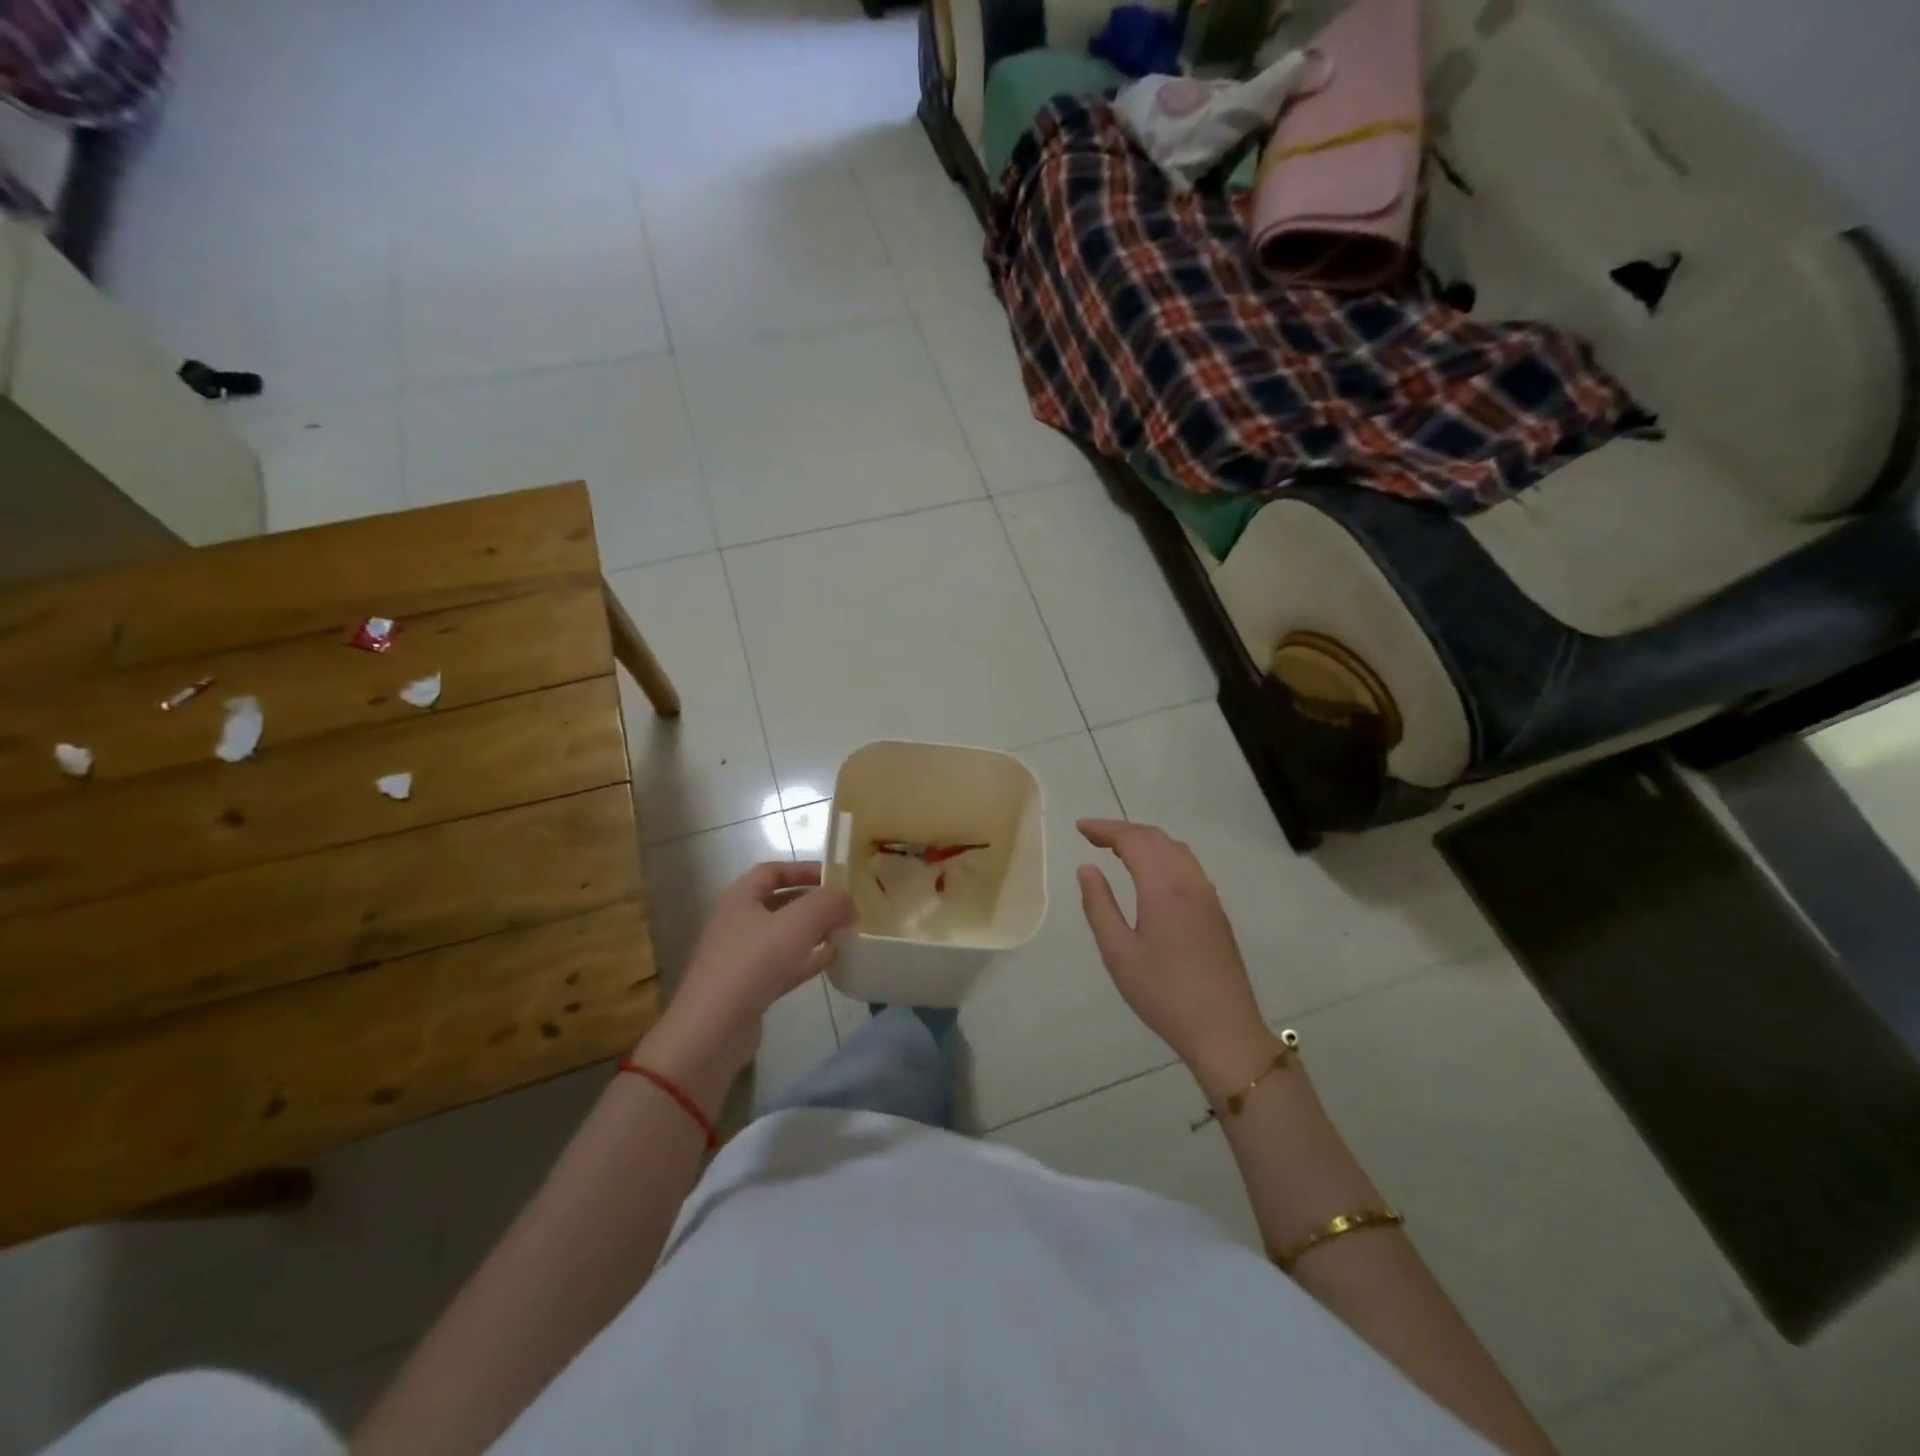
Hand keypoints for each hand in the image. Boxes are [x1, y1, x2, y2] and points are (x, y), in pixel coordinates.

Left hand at [636, 863, 854, 1106]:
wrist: (713, 1030)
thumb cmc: (753, 963)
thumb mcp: (799, 923)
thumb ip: (829, 903)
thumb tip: (847, 901)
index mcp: (740, 897)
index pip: (772, 870)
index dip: (803, 869)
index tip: (835, 877)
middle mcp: (737, 922)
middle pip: (780, 902)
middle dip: (813, 903)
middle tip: (845, 907)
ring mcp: (741, 957)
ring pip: (783, 935)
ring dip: (813, 932)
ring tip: (844, 932)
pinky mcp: (748, 987)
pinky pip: (783, 964)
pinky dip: (807, 959)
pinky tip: (831, 960)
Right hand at [1076, 820, 1277, 1090]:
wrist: (1223, 1030)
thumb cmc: (1163, 993)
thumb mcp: (1118, 952)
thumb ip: (1099, 905)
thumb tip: (1087, 868)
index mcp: (1163, 887)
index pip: (1133, 840)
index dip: (1105, 829)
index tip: (1080, 827)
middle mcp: (1189, 881)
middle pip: (1156, 838)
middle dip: (1123, 831)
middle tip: (1092, 836)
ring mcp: (1208, 895)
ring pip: (1176, 849)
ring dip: (1146, 840)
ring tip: (1118, 850)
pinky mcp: (1216, 911)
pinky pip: (1188, 865)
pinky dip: (1163, 855)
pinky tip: (1151, 873)